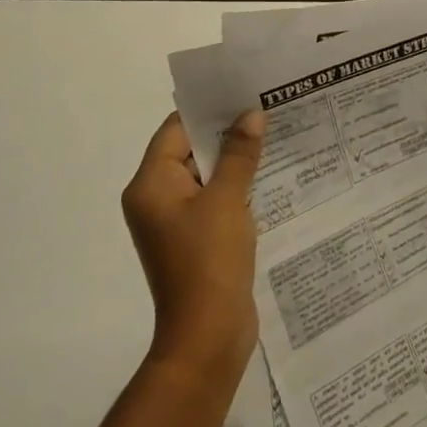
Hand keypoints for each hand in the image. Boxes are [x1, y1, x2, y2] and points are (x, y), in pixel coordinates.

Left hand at [122, 111, 265, 382]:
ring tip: (275, 136)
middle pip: (190, 151)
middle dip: (227, 132)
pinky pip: (214, 200)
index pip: (176, 130)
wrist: (207, 335)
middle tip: (266, 109)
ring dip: (235, 160)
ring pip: (206, 176)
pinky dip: (236, 186)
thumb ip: (239, 154)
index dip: (208, 109)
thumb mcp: (227, 200)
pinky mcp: (195, 240)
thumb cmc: (210, 260)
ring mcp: (175, 222)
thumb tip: (250, 115)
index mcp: (151, 185)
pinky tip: (269, 176)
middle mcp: (156, 199)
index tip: (243, 91)